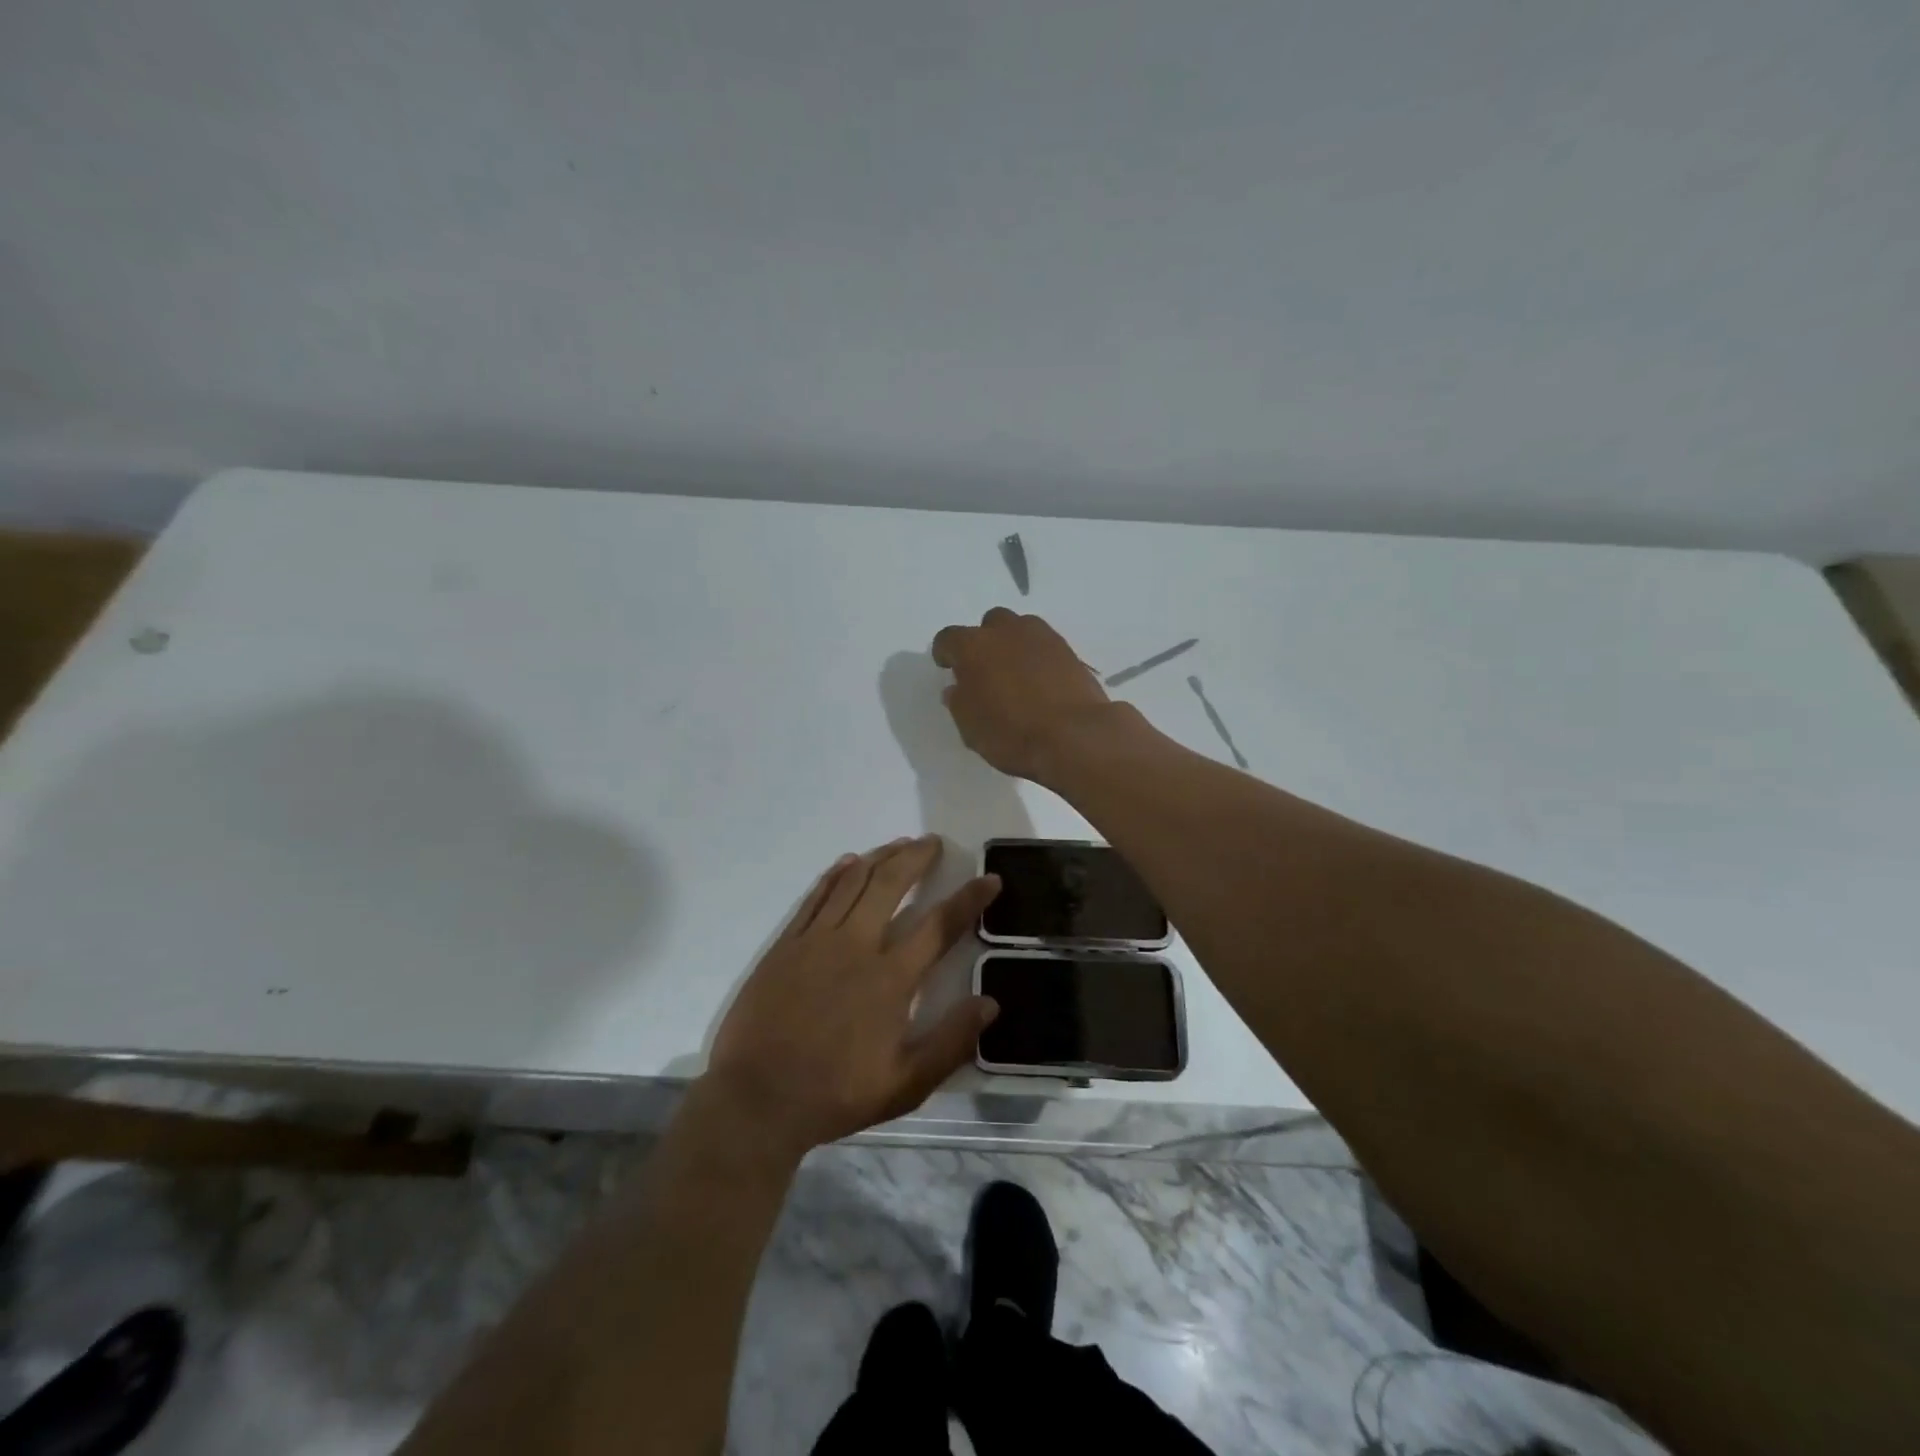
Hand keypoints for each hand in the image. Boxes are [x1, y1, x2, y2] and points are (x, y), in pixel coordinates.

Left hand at [704, 837, 1000, 1154]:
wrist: (757, 1099)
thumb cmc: (836, 1093)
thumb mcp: (905, 1084)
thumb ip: (951, 1042)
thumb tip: (990, 1004)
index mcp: (890, 978)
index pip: (939, 925)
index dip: (969, 898)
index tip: (989, 879)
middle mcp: (856, 946)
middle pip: (891, 885)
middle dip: (916, 858)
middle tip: (933, 841)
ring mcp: (816, 941)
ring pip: (853, 882)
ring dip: (879, 857)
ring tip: (899, 844)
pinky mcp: (786, 945)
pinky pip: (815, 897)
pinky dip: (835, 875)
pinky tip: (848, 862)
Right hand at [931, 608, 1116, 782]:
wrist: (1076, 736)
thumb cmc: (1012, 733)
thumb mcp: (971, 728)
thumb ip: (959, 702)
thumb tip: (958, 688)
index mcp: (974, 646)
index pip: (949, 638)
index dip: (945, 653)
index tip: (948, 668)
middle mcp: (1007, 631)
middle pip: (990, 624)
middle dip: (984, 641)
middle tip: (986, 669)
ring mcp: (1043, 637)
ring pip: (1021, 629)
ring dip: (1014, 645)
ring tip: (1015, 674)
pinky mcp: (1070, 651)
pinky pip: (1045, 647)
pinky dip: (1039, 659)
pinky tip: (1041, 683)